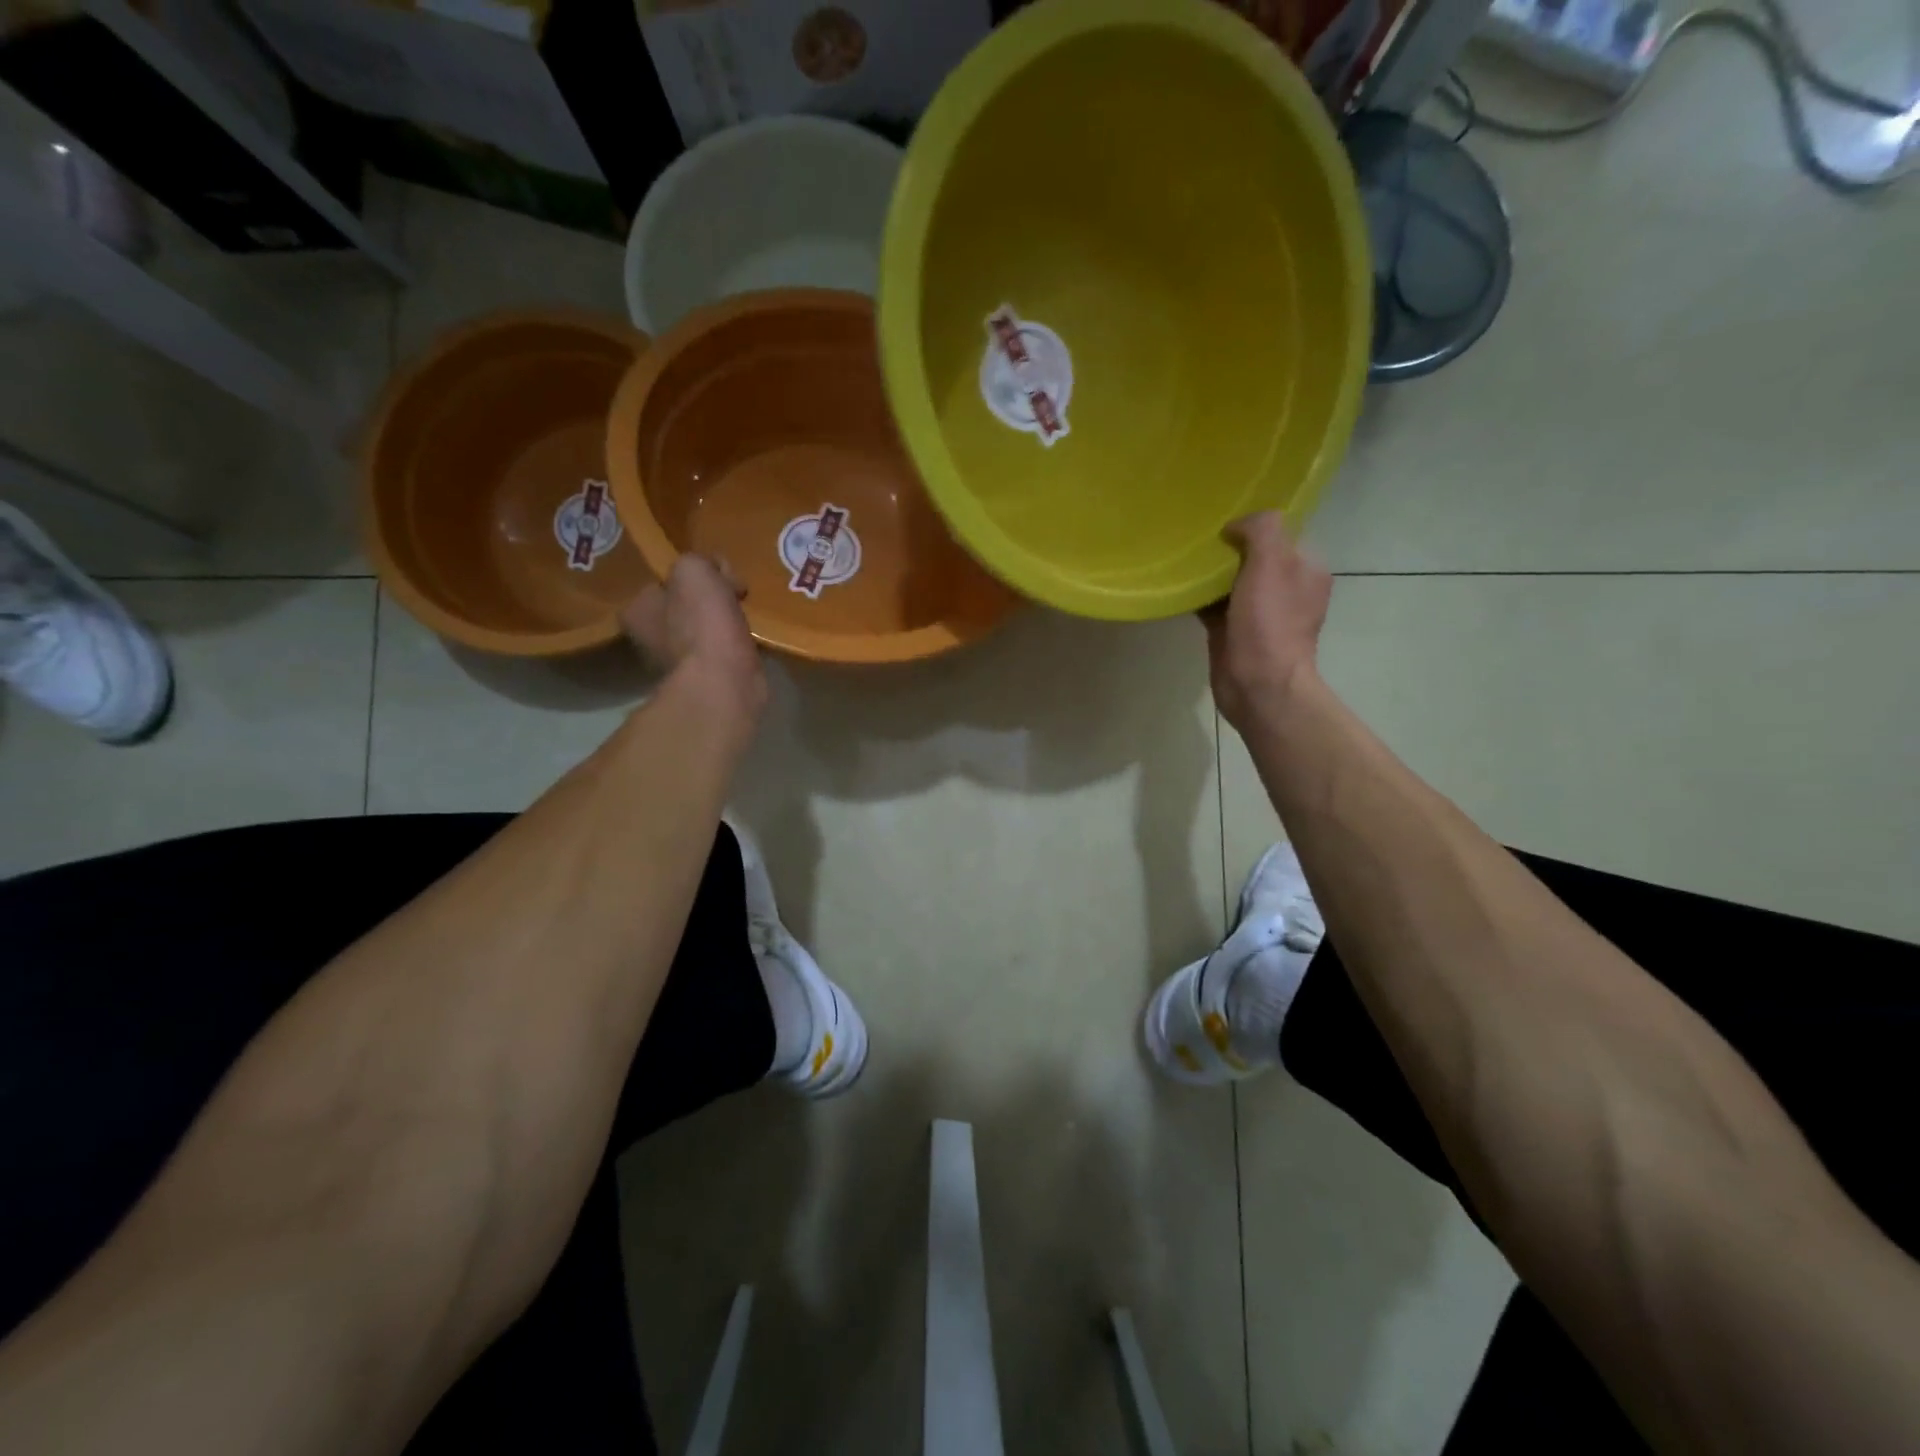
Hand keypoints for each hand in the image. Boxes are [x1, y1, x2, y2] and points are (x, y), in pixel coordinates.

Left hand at [621, 554, 765, 722]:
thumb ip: (698, 561)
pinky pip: (722, 651)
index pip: (659, 584)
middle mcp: (649, 640)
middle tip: (734, 593)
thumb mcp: (693, 570)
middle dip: (707, 600)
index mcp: (636, 612)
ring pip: (704, 630)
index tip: (713, 574)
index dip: (687, 576)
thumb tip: (717, 572)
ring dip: (724, 623)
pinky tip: (750, 639)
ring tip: (746, 616)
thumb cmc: (701, 622)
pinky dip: (736, 645)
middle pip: (683, 607)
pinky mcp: (707, 681)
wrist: (725, 682)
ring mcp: (678, 665)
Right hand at [1203, 513, 1331, 733]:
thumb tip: (1236, 525)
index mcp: (1305, 568)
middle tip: (1198, 539)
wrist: (1258, 684)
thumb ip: (1261, 530)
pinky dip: (1199, 597)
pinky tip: (1179, 589)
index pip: (1281, 533)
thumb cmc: (1269, 622)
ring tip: (1183, 561)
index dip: (1254, 525)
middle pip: (1253, 556)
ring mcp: (1259, 612)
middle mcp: (1286, 588)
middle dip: (1228, 548)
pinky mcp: (1233, 632)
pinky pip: (1214, 605)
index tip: (1223, 522)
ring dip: (1210, 573)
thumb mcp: (1272, 562)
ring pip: (1231, 581)